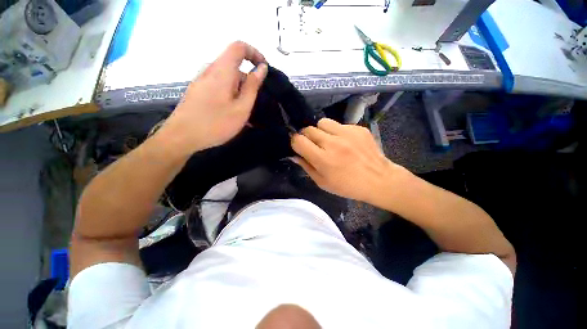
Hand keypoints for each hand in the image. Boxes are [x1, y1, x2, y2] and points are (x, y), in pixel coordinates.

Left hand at [158, 41, 267, 153]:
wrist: (182, 137)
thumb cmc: (216, 123)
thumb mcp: (241, 107)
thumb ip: (252, 86)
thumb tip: (261, 68)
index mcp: (222, 70)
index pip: (239, 47)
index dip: (254, 53)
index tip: (263, 69)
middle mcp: (210, 70)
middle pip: (234, 66)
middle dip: (248, 81)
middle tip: (254, 103)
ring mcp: (202, 80)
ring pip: (227, 78)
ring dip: (240, 91)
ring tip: (244, 113)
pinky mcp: (198, 90)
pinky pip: (219, 86)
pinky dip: (230, 95)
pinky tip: (232, 113)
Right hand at [291, 118, 407, 204]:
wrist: (379, 180)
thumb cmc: (348, 186)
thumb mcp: (323, 183)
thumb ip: (307, 167)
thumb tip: (295, 155)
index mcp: (323, 159)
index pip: (299, 140)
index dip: (295, 143)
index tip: (300, 147)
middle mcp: (333, 143)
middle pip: (308, 129)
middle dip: (307, 136)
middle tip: (314, 145)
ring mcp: (347, 133)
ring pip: (322, 122)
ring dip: (321, 131)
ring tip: (328, 140)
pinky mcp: (358, 128)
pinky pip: (340, 125)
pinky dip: (337, 132)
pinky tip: (345, 142)